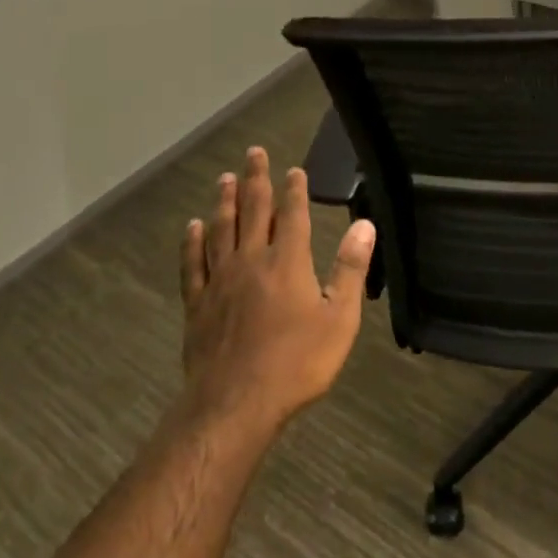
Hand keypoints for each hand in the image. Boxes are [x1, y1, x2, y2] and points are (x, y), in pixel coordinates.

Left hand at [178, 146, 374, 434]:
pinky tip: (192, 227)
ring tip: (224, 178)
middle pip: (252, 211)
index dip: (294, 190)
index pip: (292, 215)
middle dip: (255, 180)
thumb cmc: (297, 362)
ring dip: (223, 202)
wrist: (236, 403)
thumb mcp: (340, 318)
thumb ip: (351, 268)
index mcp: (288, 262)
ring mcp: (219, 281)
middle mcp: (251, 261)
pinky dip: (192, 242)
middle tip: (253, 153)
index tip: (293, 169)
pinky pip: (192, 264)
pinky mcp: (197, 304)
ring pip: (220, 230)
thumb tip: (365, 225)